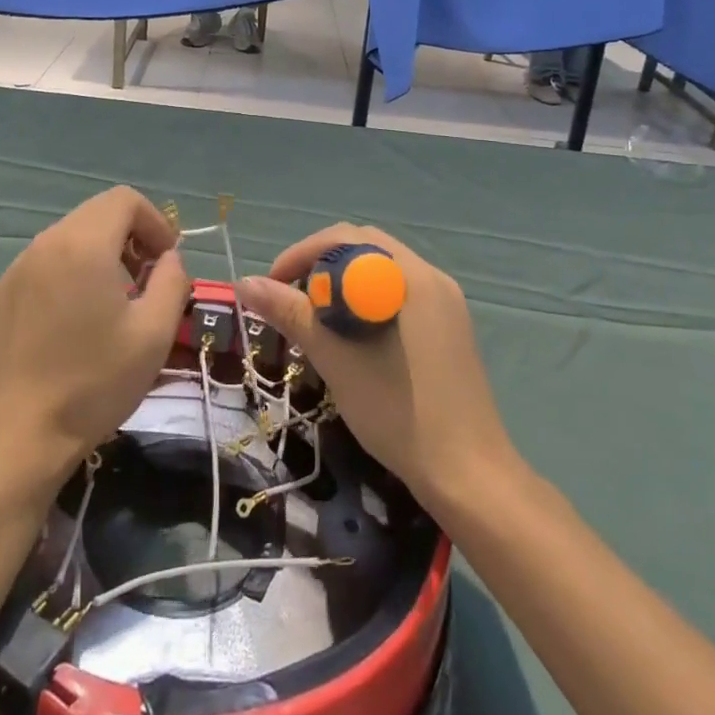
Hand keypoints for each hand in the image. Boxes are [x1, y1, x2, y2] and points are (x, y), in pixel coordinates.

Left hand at [0, 187, 192, 485]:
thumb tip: (168, 259)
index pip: (125, 199)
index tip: (166, 261)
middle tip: (147, 281)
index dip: (155, 221)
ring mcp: (17, 269)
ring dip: (102, 253)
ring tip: (114, 301)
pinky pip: (46, 263)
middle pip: (97, 213)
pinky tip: (76, 321)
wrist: (15, 438)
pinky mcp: (0, 295)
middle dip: (131, 236)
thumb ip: (173, 281)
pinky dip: (72, 271)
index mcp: (83, 245)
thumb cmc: (93, 383)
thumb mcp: (154, 333)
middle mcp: (45, 244)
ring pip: (70, 237)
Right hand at [238, 225, 517, 510]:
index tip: (272, 285)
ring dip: (342, 285)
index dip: (302, 254)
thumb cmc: (399, 413)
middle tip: (290, 300)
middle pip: (365, 249)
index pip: (348, 238)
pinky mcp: (449, 328)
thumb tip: (244, 283)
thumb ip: (292, 314)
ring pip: (381, 272)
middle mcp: (432, 277)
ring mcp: (445, 303)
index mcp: (411, 276)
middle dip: (320, 266)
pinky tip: (351, 336)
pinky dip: (366, 303)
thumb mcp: (337, 360)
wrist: (469, 476)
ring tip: (314, 319)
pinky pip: (398, 294)